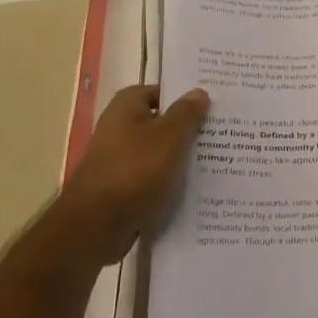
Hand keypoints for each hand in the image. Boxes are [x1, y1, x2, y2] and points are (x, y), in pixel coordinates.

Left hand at [54, 84, 209, 262]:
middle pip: (159, 122)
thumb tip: (198, 92)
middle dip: (186, 128)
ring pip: (158, 152)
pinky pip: (153, 177)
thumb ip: (186, 114)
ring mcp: (118, 160)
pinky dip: (170, 181)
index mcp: (125, 108)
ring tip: (215, 160)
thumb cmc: (135, 171)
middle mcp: (118, 129)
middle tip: (220, 132)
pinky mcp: (122, 188)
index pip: (157, 91)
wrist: (97, 226)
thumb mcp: (169, 137)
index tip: (210, 105)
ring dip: (180, 157)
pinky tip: (195, 188)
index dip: (182, 96)